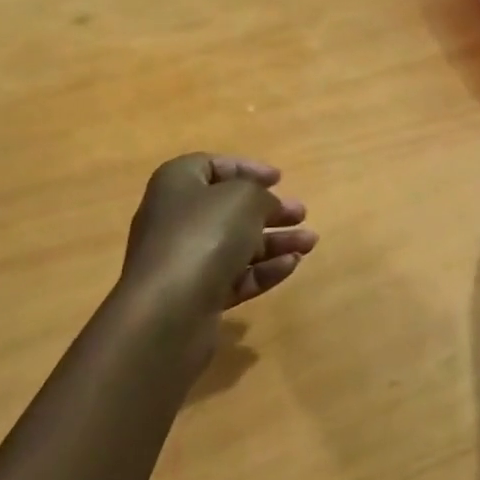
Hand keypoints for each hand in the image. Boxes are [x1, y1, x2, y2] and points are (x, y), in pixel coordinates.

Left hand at [121, 154, 317, 312]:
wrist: (168, 312)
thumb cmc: (204, 236)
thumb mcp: (244, 199)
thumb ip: (262, 196)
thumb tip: (267, 208)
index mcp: (177, 184)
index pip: (213, 166)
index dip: (247, 169)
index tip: (279, 179)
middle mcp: (175, 219)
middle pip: (228, 208)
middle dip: (269, 210)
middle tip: (301, 214)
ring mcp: (184, 260)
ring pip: (236, 244)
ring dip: (274, 241)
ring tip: (310, 242)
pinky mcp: (195, 296)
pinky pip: (234, 276)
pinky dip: (263, 270)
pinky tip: (292, 266)